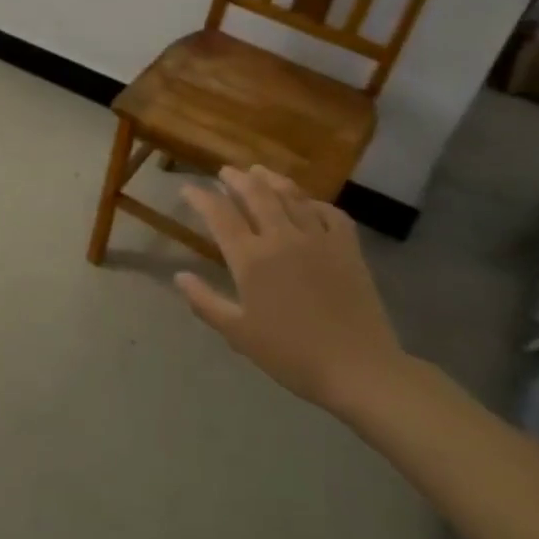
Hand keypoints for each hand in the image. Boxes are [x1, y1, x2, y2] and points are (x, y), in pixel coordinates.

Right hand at [177, 165, 406, 411]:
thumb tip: (179, 276)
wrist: (358, 368)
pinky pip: (331, 213)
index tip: (188, 189)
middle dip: (237, 179)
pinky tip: (309, 203)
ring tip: (260, 171)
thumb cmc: (291, 354)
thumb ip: (205, 302)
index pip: (219, 215)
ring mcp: (318, 239)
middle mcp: (282, 237)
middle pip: (256, 194)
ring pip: (292, 196)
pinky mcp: (348, 248)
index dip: (201, 198)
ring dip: (272, 180)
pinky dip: (315, 202)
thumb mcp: (238, 334)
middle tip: (225, 171)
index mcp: (251, 258)